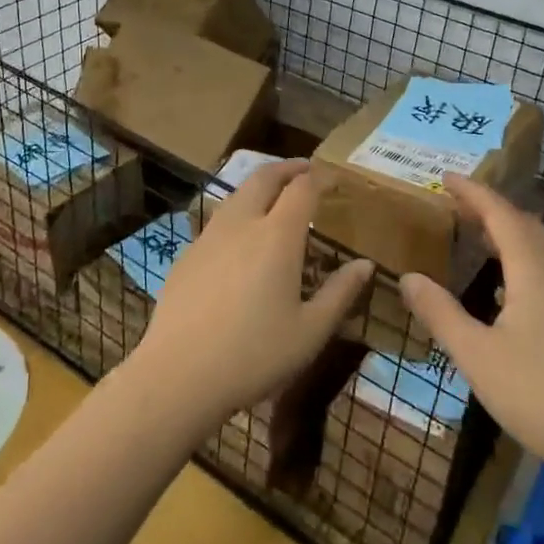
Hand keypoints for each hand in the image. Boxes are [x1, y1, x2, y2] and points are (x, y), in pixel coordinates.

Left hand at [129, 161, 373, 427]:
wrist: (179, 375)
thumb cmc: (254, 355)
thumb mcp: (310, 331)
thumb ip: (340, 293)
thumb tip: (365, 265)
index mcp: (277, 236)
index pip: (302, 188)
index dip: (320, 177)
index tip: (333, 178)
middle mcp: (242, 224)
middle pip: (264, 177)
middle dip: (288, 168)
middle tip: (305, 170)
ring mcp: (209, 236)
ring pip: (237, 195)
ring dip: (260, 186)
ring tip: (275, 198)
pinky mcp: (187, 255)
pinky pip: (218, 220)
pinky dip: (238, 213)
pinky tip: (241, 240)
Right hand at [399, 175, 543, 489]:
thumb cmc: (538, 394)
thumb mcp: (476, 355)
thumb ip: (440, 313)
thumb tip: (407, 277)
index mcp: (533, 273)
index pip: (502, 216)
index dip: (474, 193)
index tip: (446, 178)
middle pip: (526, 227)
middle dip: (492, 209)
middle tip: (458, 206)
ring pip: (542, 250)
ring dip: (510, 234)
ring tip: (478, 239)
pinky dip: (523, 261)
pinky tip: (506, 291)